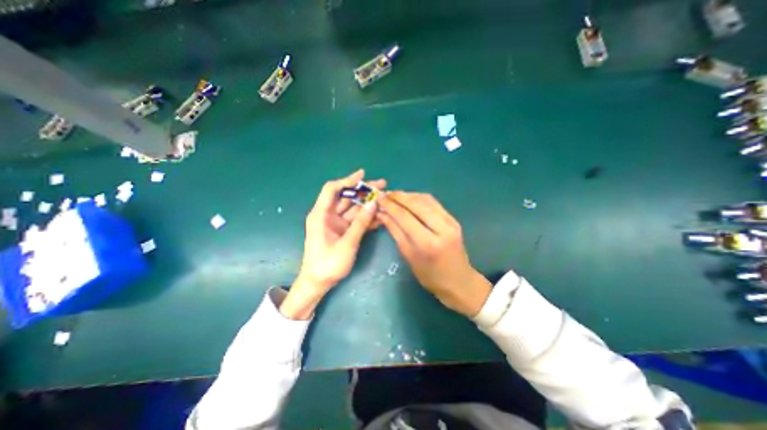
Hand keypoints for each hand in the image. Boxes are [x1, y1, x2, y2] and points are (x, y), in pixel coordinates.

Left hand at [280, 168, 386, 318]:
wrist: (318, 283)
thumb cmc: (328, 264)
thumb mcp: (347, 243)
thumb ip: (361, 223)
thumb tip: (374, 203)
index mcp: (321, 215)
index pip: (332, 190)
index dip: (347, 181)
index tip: (363, 175)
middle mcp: (327, 215)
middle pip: (346, 197)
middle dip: (363, 191)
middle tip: (382, 185)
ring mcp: (335, 223)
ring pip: (352, 208)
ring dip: (367, 204)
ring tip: (385, 199)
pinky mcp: (342, 230)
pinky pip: (355, 220)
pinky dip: (366, 217)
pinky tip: (379, 215)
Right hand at [376, 191, 491, 314]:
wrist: (459, 281)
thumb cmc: (430, 276)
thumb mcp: (409, 256)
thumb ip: (395, 231)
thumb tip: (381, 214)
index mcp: (427, 243)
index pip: (405, 217)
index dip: (390, 205)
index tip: (379, 198)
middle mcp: (441, 228)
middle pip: (416, 204)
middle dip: (399, 197)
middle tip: (385, 194)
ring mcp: (450, 222)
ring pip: (426, 200)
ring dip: (409, 195)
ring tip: (395, 196)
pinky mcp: (453, 219)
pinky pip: (434, 203)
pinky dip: (419, 198)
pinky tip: (410, 199)